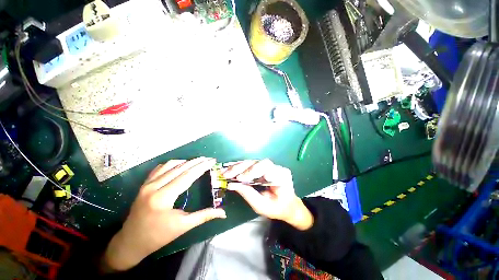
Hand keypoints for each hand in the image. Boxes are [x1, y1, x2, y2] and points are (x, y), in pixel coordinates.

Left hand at [103, 157, 225, 271]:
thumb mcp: (183, 227)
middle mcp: (154, 187)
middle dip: (196, 162)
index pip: (187, 176)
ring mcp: (147, 184)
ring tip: (198, 160)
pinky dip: (173, 164)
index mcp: (163, 197)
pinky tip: (181, 165)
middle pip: (180, 168)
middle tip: (209, 158)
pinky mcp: (144, 184)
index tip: (212, 161)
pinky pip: (160, 168)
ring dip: (186, 161)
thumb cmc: (158, 236)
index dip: (202, 167)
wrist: (131, 242)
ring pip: (170, 165)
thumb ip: (204, 216)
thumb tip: (223, 213)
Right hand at [223, 159, 312, 230]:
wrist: (288, 205)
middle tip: (226, 174)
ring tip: (224, 172)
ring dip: (237, 167)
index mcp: (281, 176)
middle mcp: (277, 167)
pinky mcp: (264, 167)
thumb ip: (248, 195)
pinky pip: (251, 165)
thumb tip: (231, 185)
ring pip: (252, 162)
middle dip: (241, 168)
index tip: (239, 178)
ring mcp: (271, 166)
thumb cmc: (278, 208)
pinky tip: (230, 170)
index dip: (252, 170)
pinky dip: (240, 168)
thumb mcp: (263, 206)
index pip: (266, 167)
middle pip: (257, 162)